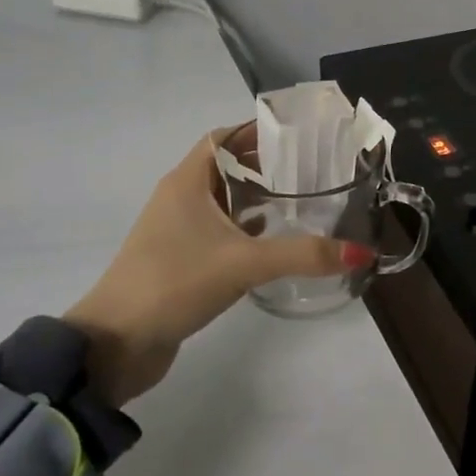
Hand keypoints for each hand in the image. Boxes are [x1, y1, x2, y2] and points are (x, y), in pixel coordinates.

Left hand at [63, 128, 372, 404]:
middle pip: (227, 165)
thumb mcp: (244, 263)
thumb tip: (361, 252)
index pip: (224, 137)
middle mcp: (180, 197)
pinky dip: (245, 226)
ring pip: (223, 198)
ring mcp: (177, 229)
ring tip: (301, 196)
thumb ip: (303, 255)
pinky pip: (219, 229)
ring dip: (256, 195)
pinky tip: (273, 237)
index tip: (300, 133)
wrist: (114, 344)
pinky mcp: (180, 258)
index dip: (259, 130)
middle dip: (266, 163)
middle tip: (311, 165)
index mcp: (187, 181)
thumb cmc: (174, 282)